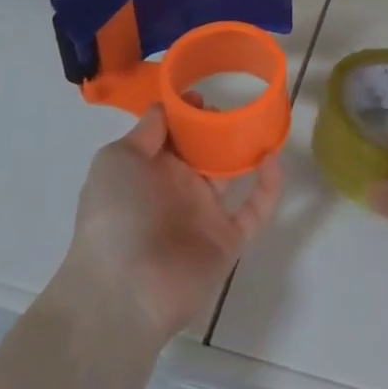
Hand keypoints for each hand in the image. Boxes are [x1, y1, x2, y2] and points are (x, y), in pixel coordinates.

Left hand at [57, 106, 282, 345]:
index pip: (173, 133)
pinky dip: (269, 186)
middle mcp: (177, 189)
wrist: (123, 291)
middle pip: (205, 149)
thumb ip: (145, 131)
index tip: (202, 97)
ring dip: (247, 150)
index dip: (187, 113)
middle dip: (218, 127)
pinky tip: (273, 159)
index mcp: (148, 170)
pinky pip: (256, 209)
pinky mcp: (228, 240)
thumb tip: (169, 106)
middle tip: (233, 110)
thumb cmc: (114, 216)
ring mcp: (204, 214)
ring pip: (233, 173)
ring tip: (262, 122)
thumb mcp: (117, 160)